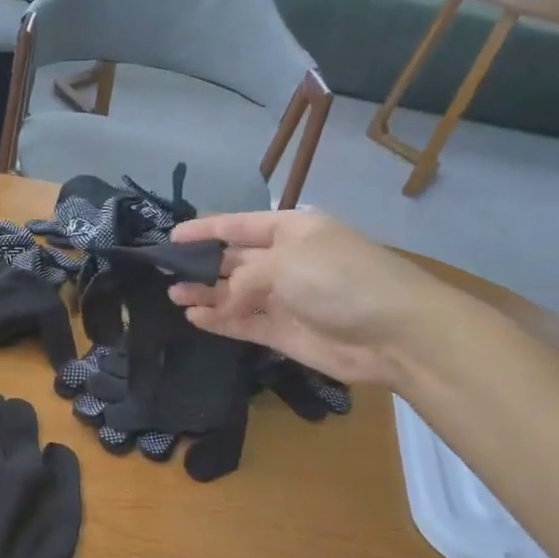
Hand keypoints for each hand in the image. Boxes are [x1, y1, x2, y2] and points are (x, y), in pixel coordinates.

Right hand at [165, 210, 453, 387]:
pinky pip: (243, 322)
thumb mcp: (285, 261)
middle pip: (234, 260)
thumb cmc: (339, 279)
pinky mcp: (283, 332)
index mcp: (291, 231)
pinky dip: (219, 320)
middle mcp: (285, 261)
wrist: (394, 333)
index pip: (238, 225)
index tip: (171, 237)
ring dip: (205, 294)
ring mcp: (284, 298)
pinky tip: (195, 316)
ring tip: (173, 295)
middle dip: (201, 264)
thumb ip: (242, 277)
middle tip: (164, 272)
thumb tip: (222, 300)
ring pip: (234, 294)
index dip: (205, 229)